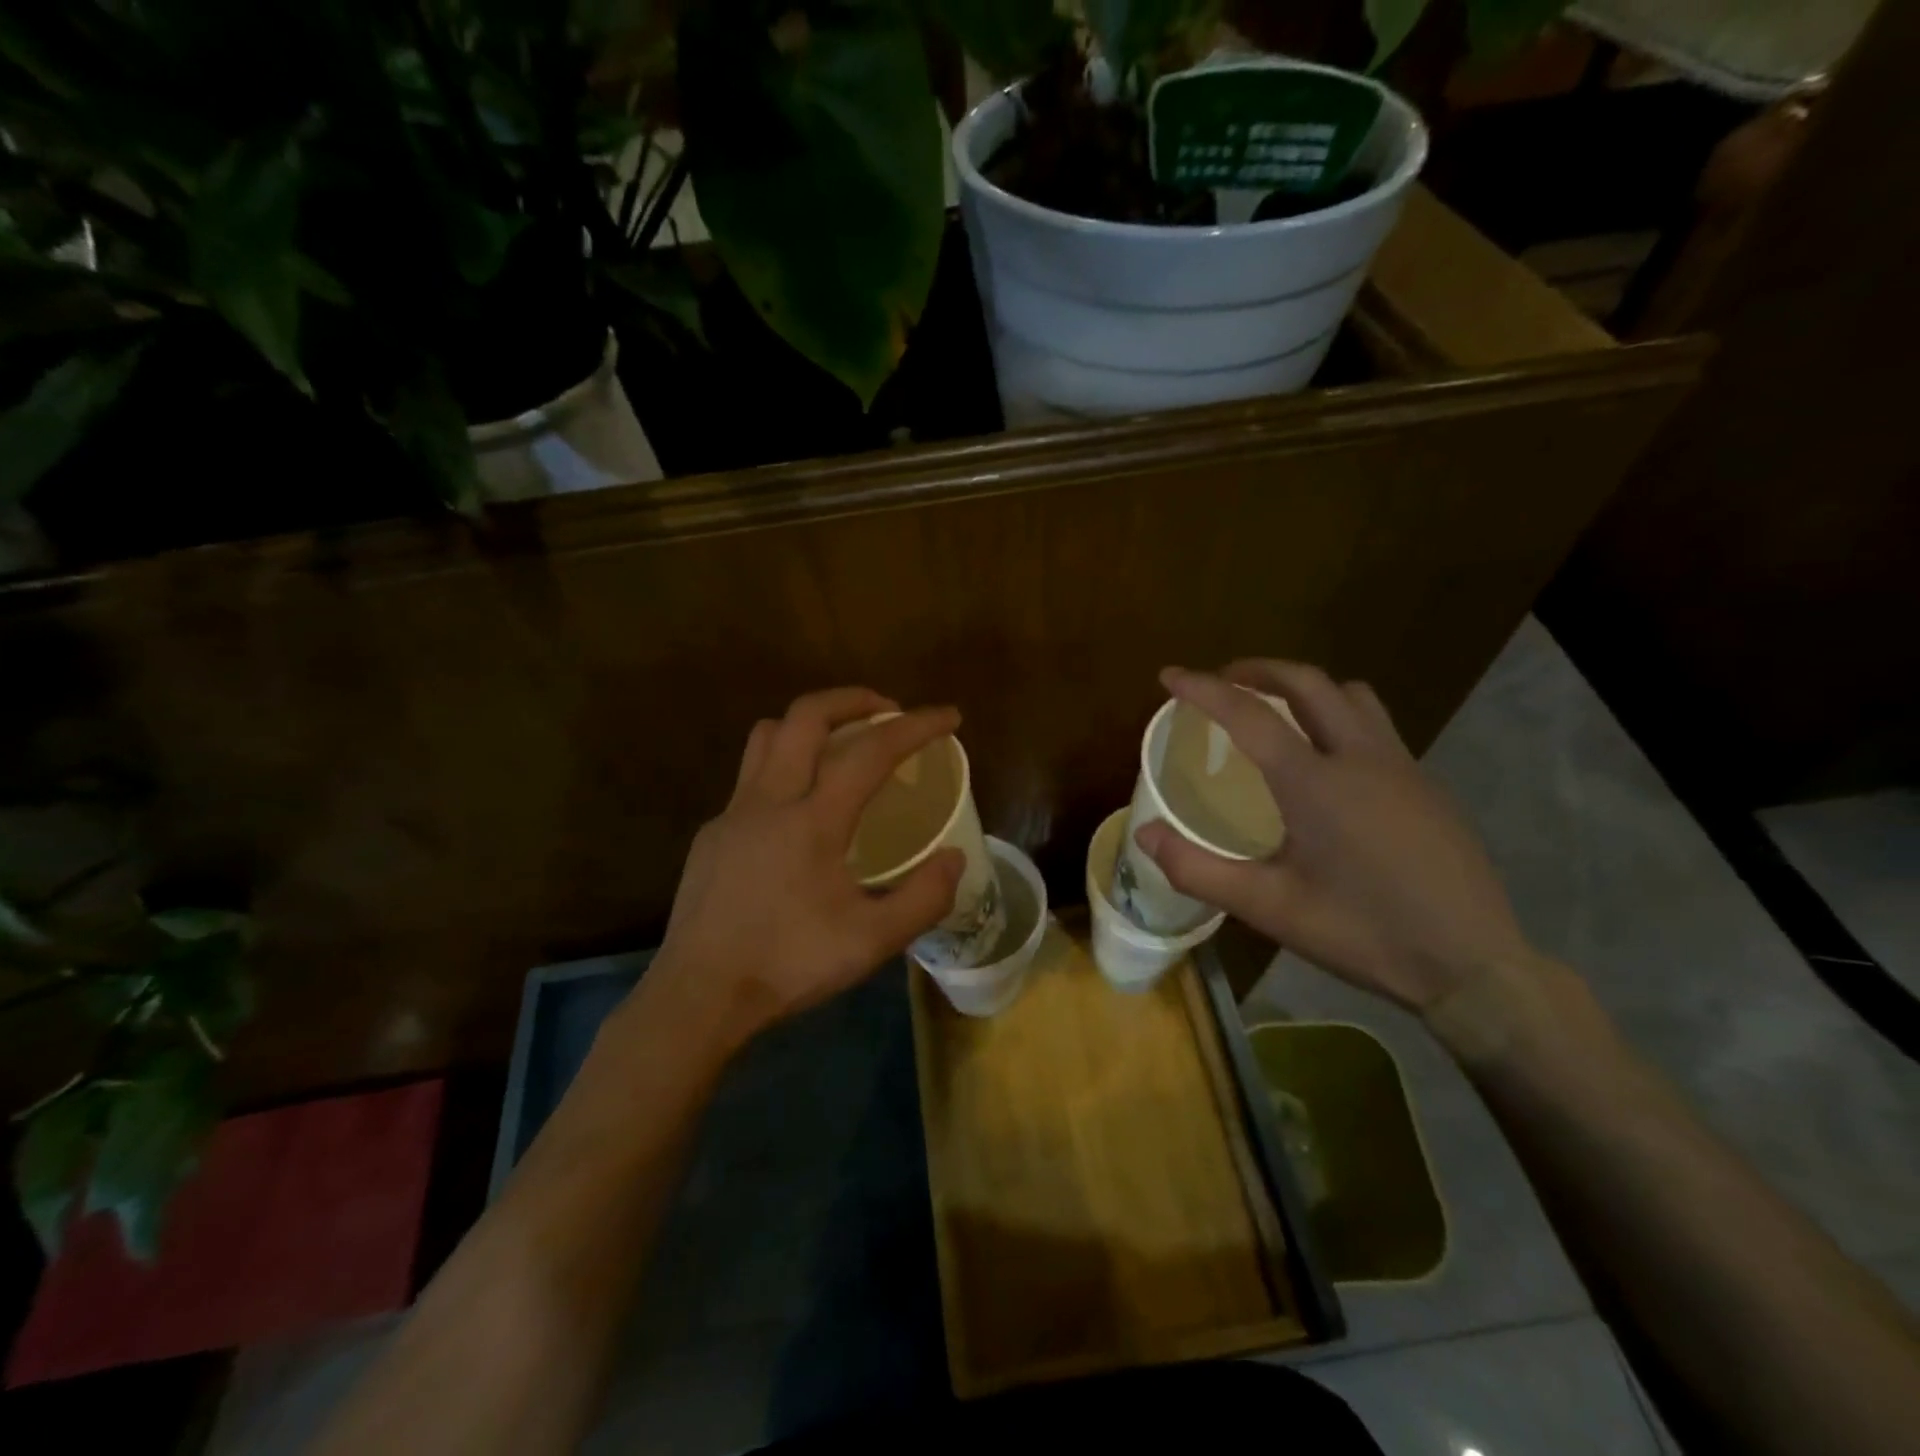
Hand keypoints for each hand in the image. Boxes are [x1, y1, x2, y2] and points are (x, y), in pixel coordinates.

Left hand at [644, 687, 964, 1050]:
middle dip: (854, 699)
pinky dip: (784, 766)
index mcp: (813, 821)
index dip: (916, 726)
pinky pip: (751, 776)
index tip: (948, 716)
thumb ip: (923, 897)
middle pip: (807, 715)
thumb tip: (954, 857)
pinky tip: (799, 809)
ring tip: (841, 742)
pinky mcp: (712, 833)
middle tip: (888, 711)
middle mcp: (769, 800)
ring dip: (810, 723)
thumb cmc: (788, 966)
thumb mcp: (872, 943)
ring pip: (768, 735)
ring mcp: (733, 813)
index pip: (871, 751)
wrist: (698, 996)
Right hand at [1135, 662, 1533, 1015]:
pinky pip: (1376, 725)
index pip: (1247, 715)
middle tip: (1222, 681)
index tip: (1169, 674)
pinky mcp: (1427, 785)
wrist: (1473, 965)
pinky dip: (1339, 716)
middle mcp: (1360, 757)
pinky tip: (1329, 761)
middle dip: (1258, 670)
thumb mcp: (1269, 908)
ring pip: (1351, 695)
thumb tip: (1144, 834)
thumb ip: (1198, 870)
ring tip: (1276, 708)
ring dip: (1306, 687)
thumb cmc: (1362, 933)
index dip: (1202, 688)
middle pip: (1307, 682)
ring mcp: (1402, 766)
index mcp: (1314, 782)